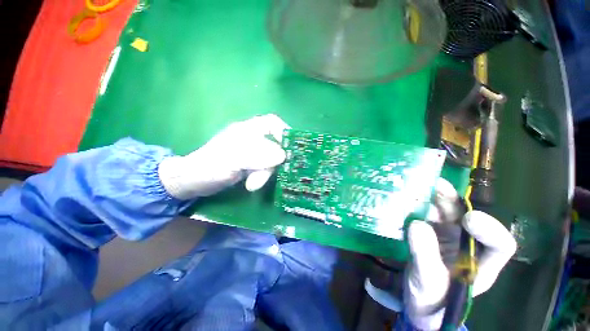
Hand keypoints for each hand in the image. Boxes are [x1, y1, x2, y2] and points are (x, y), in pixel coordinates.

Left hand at [158, 114, 289, 199]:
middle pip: (275, 144)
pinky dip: (262, 176)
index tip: (290, 149)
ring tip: (253, 184)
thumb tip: (283, 155)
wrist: (194, 181)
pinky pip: (265, 167)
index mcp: (247, 130)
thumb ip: (257, 155)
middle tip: (263, 176)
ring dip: (265, 172)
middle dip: (272, 162)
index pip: (272, 123)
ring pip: (271, 158)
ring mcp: (252, 152)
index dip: (284, 133)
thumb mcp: (233, 159)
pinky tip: (252, 184)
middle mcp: (252, 138)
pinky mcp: (251, 163)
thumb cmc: (209, 167)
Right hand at [404, 179, 516, 329]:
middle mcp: (468, 245)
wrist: (417, 302)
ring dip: (430, 199)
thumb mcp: (428, 282)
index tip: (468, 219)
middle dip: (451, 201)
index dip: (490, 228)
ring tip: (414, 186)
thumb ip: (425, 256)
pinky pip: (425, 215)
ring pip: (444, 212)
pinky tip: (404, 199)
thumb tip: (416, 224)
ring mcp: (447, 237)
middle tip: (433, 185)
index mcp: (481, 263)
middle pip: (465, 217)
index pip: (500, 244)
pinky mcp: (429, 233)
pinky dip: (416, 206)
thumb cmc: (430, 300)